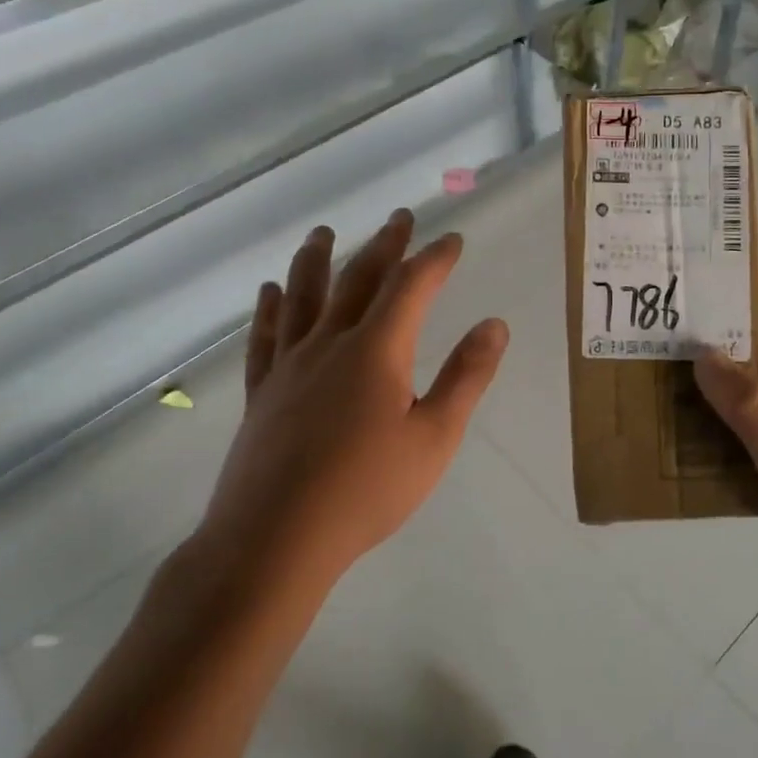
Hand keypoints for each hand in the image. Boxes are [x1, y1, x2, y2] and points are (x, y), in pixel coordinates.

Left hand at [191, 211, 509, 620]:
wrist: (274, 539)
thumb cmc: (366, 490)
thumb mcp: (435, 437)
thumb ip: (466, 377)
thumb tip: (495, 324)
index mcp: (377, 351)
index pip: (411, 287)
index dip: (435, 259)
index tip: (453, 240)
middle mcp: (330, 343)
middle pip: (358, 279)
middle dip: (384, 245)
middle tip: (399, 218)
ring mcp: (289, 365)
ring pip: (303, 296)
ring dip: (317, 259)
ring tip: (323, 232)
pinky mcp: (262, 391)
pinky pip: (265, 336)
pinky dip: (269, 307)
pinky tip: (270, 291)